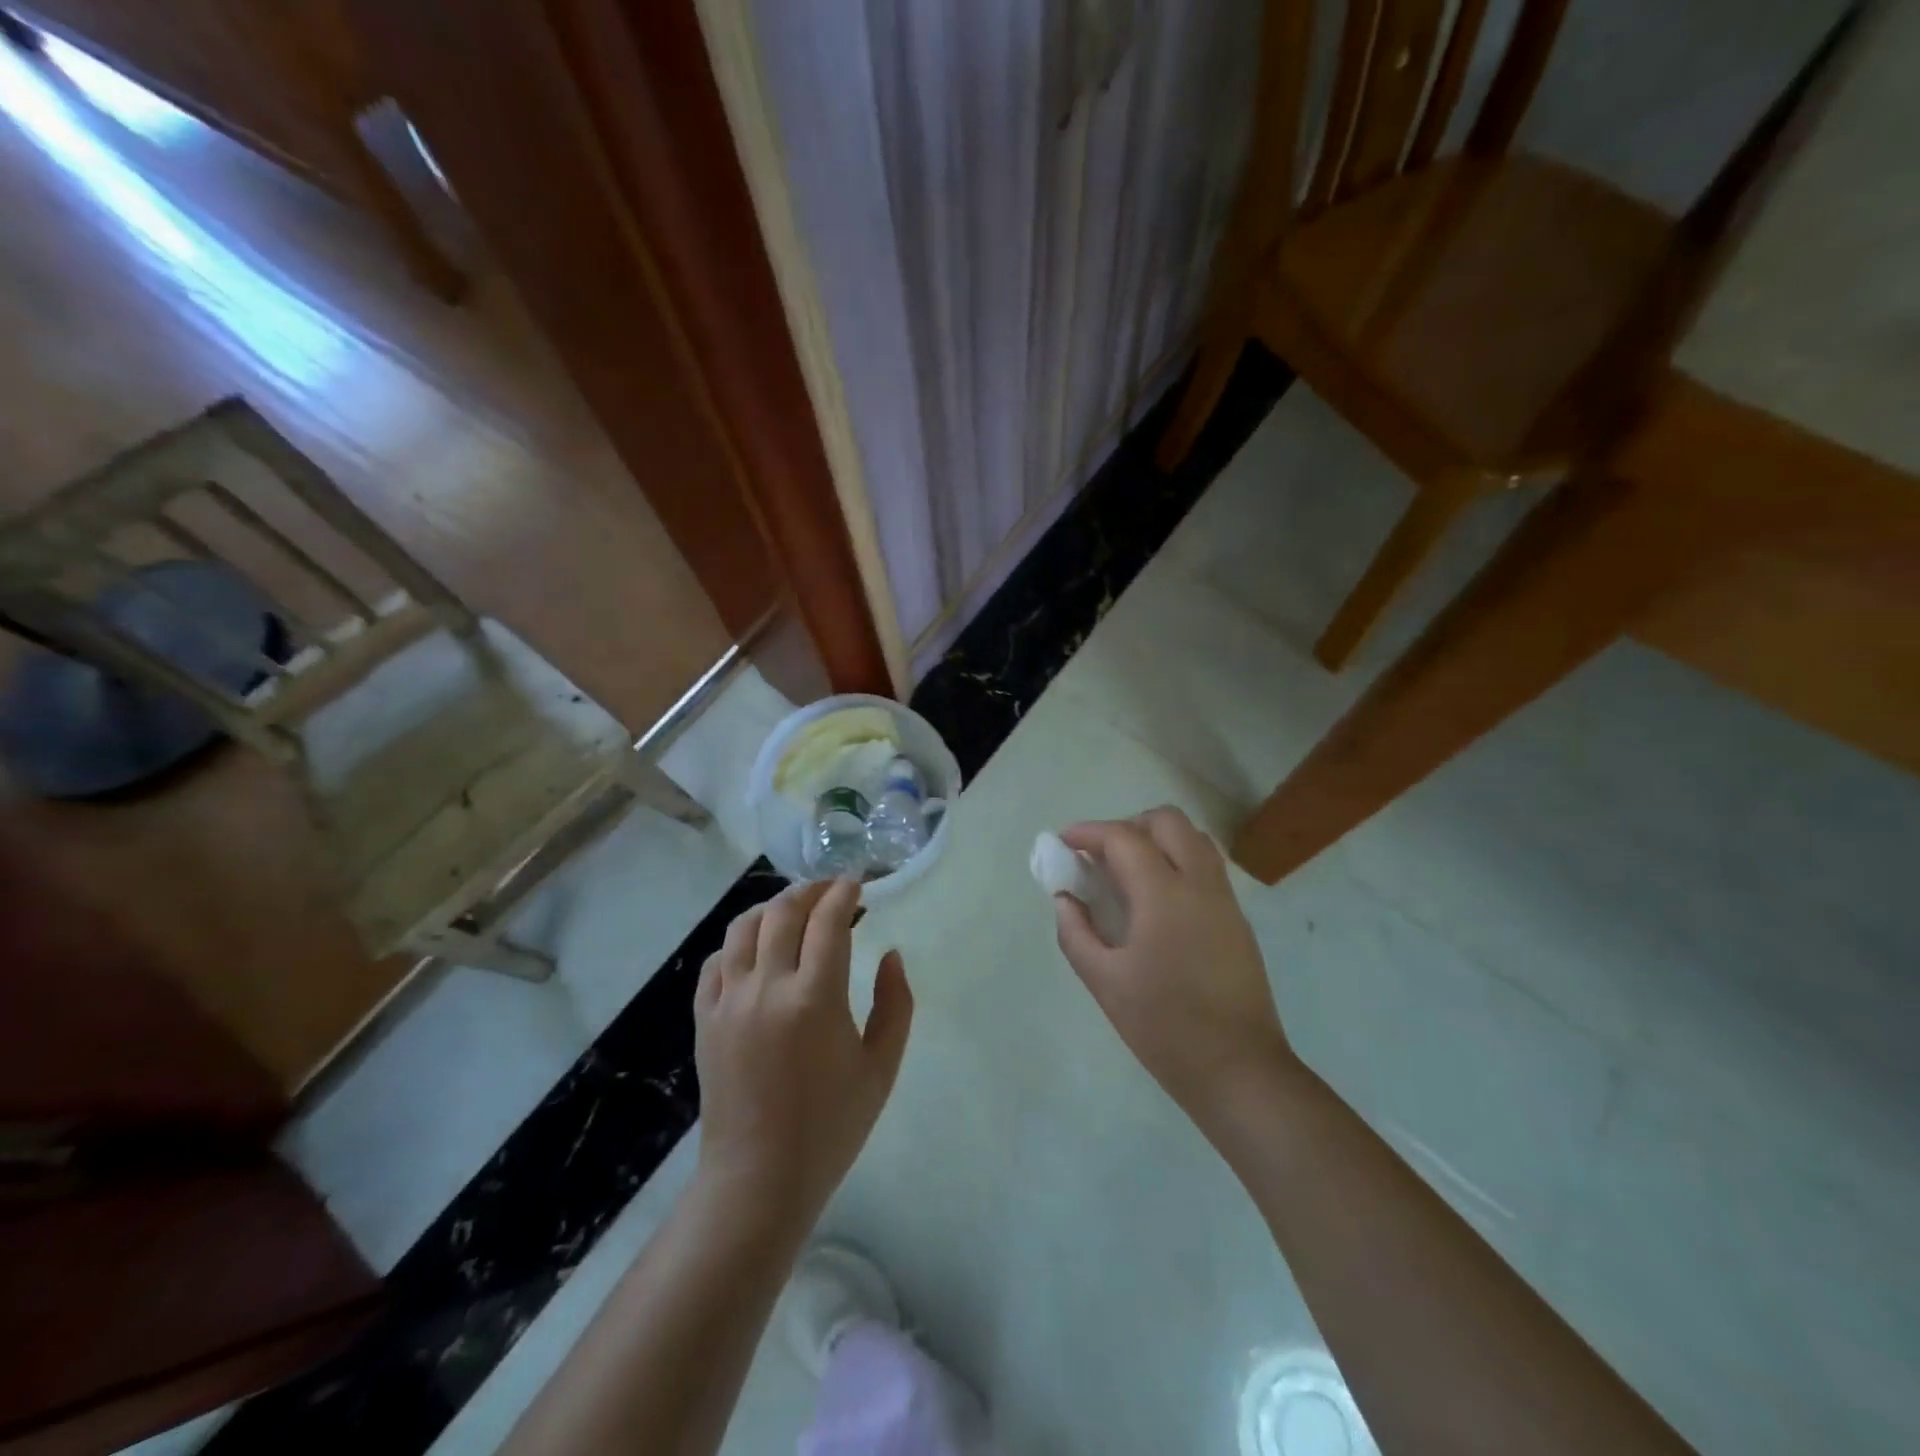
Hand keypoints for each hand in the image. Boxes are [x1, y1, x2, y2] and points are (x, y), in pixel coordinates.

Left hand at [694, 879, 913, 1224]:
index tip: (857, 881)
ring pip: (744, 928)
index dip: (844, 893)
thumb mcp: (881, 1068)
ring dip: (772, 907)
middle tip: (831, 890)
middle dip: (811, 890)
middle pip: (783, 913)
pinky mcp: (704, 1019)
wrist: (759, 1179)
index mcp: (815, 999)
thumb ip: (895, 1004)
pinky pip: (716, 961)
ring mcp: (729, 1002)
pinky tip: (756, 948)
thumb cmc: (831, 1126)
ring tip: (794, 909)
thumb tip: (891, 955)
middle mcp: (767, 988)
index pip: (828, 921)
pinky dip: (738, 942)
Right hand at [1054, 808, 1295, 1131]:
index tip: (1064, 841)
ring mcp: (1225, 901)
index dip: (1089, 832)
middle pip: (1168, 822)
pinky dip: (1177, 862)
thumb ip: (1076, 933)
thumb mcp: (1105, 982)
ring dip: (1157, 840)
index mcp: (1164, 895)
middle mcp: (1200, 884)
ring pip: (1194, 840)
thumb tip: (1066, 899)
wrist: (1239, 1071)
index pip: (1123, 838)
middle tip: (1101, 856)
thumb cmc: (1164, 1027)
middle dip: (1129, 826)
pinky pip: (1206, 868)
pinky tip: (1156, 902)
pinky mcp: (1237, 921)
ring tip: (1128, 874)